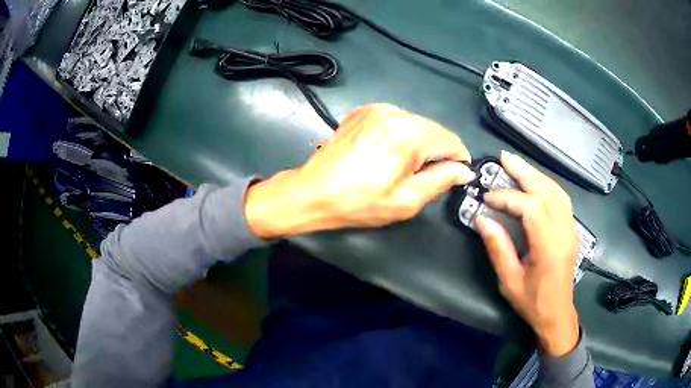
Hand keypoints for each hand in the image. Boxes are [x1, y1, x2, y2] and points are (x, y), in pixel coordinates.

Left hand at [244, 104, 473, 238]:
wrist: (312, 192)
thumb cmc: (359, 202)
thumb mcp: (407, 200)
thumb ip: (441, 180)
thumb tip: (464, 170)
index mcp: (409, 133)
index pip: (452, 141)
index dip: (458, 161)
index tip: (454, 178)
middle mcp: (395, 112)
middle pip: (434, 131)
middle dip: (436, 154)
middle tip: (421, 179)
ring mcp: (376, 109)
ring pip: (416, 126)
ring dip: (418, 146)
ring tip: (398, 169)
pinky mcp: (363, 111)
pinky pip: (395, 122)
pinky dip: (399, 137)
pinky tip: (385, 156)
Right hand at [475, 151, 579, 356]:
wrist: (558, 314)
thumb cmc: (533, 302)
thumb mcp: (510, 281)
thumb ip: (498, 248)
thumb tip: (482, 219)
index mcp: (549, 247)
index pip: (531, 208)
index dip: (508, 197)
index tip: (488, 199)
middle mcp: (564, 232)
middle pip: (546, 191)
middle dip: (524, 172)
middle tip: (503, 158)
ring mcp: (571, 229)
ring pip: (556, 191)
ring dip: (536, 174)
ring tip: (517, 165)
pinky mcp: (572, 229)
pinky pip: (562, 198)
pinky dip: (547, 184)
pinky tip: (536, 181)